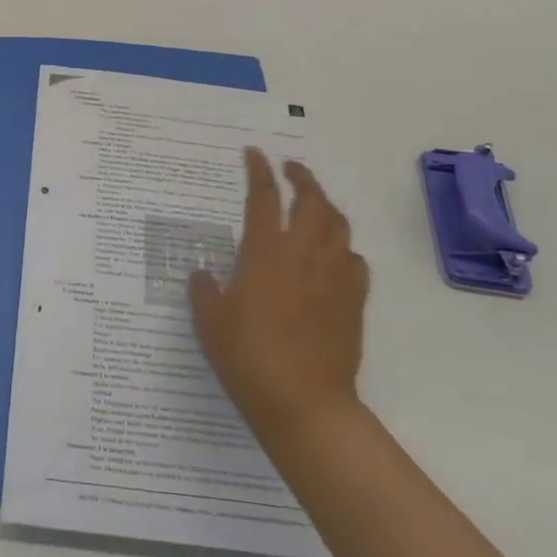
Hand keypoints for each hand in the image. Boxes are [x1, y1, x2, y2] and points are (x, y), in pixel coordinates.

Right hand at [189, 148, 369, 442]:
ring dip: (326, 207)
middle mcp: (304, 254)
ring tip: (314, 205)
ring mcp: (334, 276)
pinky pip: (355, 260)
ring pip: (339, 225)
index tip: (255, 153)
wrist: (304, 402)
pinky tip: (333, 257)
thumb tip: (202, 273)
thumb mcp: (209, 322)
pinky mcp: (354, 300)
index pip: (264, 197)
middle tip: (291, 169)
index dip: (259, 171)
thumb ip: (203, 290)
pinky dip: (343, 248)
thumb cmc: (248, 357)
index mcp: (266, 252)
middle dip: (302, 178)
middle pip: (312, 200)